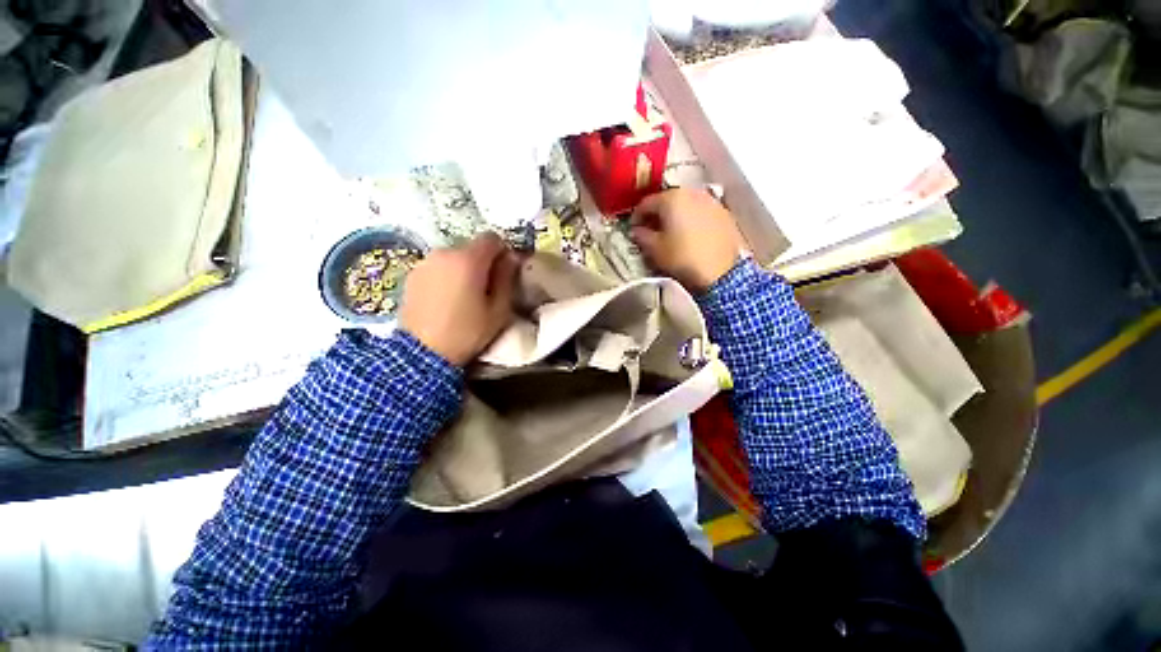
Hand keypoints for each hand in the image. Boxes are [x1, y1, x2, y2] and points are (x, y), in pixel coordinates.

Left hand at [398, 233, 517, 365]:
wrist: (423, 353)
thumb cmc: (467, 332)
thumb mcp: (498, 310)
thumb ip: (507, 279)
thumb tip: (511, 258)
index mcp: (468, 260)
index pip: (491, 238)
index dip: (502, 251)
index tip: (504, 271)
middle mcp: (444, 253)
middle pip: (471, 247)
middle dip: (483, 261)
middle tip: (486, 287)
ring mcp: (425, 262)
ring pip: (454, 256)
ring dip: (463, 268)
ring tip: (464, 294)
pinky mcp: (412, 274)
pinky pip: (437, 266)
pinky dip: (446, 274)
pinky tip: (445, 297)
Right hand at [630, 188, 745, 292]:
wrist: (720, 272)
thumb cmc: (683, 258)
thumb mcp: (655, 249)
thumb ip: (641, 236)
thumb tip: (637, 231)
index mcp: (671, 198)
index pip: (646, 203)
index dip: (636, 216)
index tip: (634, 228)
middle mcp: (692, 193)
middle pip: (667, 200)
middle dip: (656, 214)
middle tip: (650, 230)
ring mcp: (710, 202)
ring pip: (685, 204)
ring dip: (675, 215)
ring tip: (670, 233)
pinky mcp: (723, 213)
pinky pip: (700, 212)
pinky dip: (691, 219)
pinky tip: (688, 235)